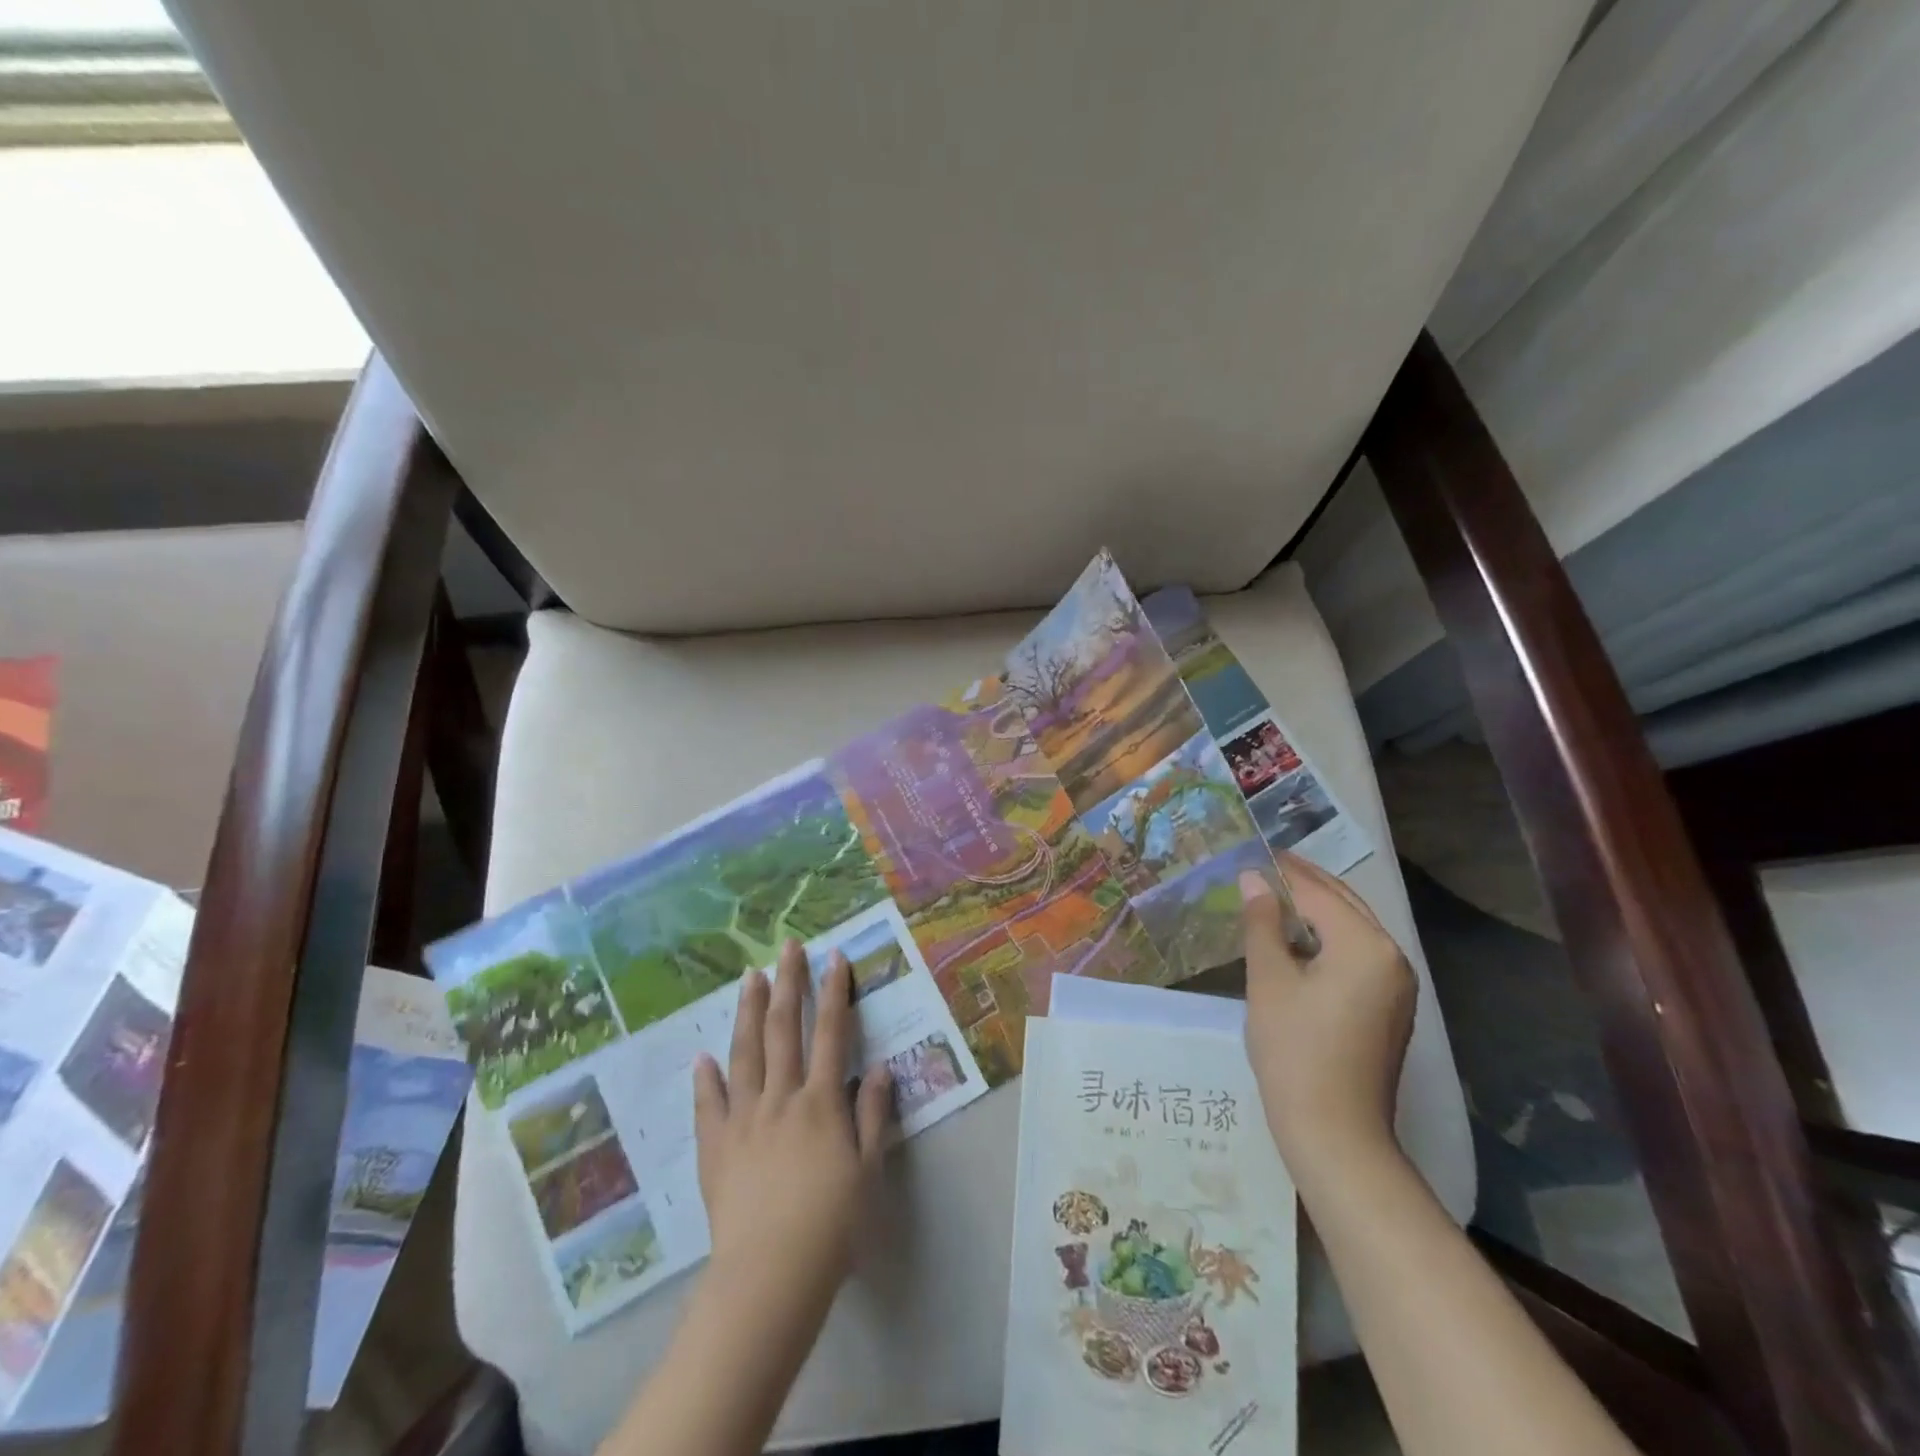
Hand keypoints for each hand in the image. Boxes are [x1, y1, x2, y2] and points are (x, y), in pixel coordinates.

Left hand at [692, 940, 893, 1337]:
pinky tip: (703, 1056)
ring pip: (745, 1053)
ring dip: (748, 1012)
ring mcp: (744, 1119)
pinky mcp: (716, 1146)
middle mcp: (782, 1098)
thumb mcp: (869, 1171)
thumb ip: (874, 1115)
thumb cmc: (831, 1226)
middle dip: (788, 984)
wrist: (770, 1275)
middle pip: (784, 1029)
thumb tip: (883, 1067)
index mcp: (822, 1102)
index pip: (832, 1034)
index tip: (834, 958)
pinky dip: (706, 1078)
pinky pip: (708, 1104)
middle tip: (787, 947)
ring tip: (749, 977)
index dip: (834, 993)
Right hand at [1240, 854, 1414, 1180]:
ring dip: (1316, 911)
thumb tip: (1254, 879)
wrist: (1336, 1134)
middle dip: (1304, 884)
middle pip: (1344, 905)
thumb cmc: (1295, 1051)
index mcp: (1367, 946)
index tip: (1253, 853)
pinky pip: (1357, 956)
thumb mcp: (1269, 980)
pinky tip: (1296, 941)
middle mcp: (1392, 958)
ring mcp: (1396, 986)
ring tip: (1272, 898)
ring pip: (1352, 930)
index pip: (1319, 892)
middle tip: (1263, 867)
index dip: (1283, 871)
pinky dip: (1327, 939)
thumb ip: (1262, 923)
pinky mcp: (1388, 1009)